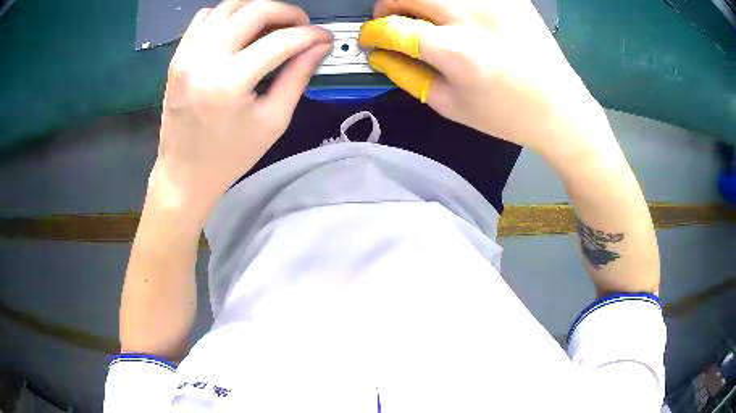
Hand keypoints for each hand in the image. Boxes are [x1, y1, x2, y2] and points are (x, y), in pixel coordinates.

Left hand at [152, 0, 332, 218]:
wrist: (183, 174)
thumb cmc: (230, 156)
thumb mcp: (273, 121)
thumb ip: (298, 77)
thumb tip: (320, 46)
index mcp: (230, 82)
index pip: (281, 41)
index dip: (310, 35)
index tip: (325, 38)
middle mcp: (204, 59)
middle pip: (254, 11)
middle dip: (287, 12)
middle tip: (301, 26)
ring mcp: (186, 55)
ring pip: (229, 6)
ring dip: (257, 9)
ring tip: (272, 26)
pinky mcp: (178, 57)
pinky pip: (205, 18)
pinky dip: (228, 15)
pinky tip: (240, 30)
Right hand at [359, 0, 603, 152]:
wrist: (561, 109)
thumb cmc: (507, 116)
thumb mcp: (450, 105)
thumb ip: (407, 75)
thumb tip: (381, 54)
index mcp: (457, 51)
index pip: (392, 27)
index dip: (372, 33)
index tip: (371, 38)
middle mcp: (473, 15)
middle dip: (388, 4)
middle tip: (392, 20)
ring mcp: (495, 1)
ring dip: (419, 0)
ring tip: (423, 17)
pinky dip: (450, 3)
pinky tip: (457, 17)